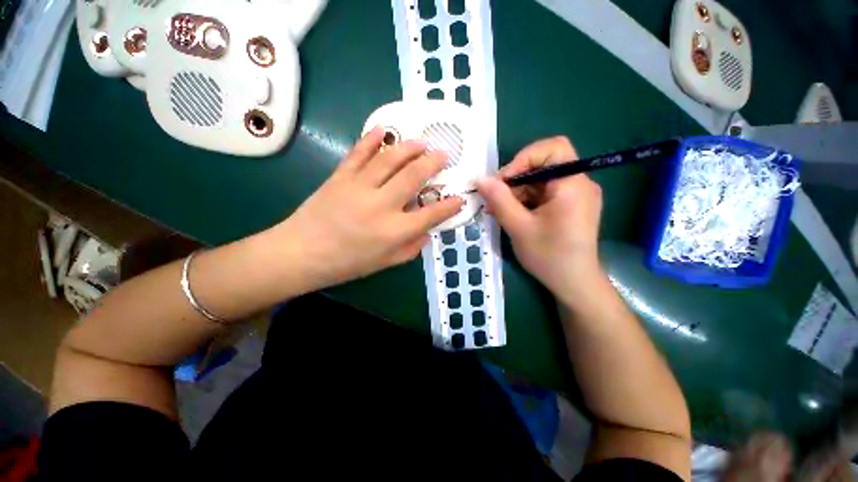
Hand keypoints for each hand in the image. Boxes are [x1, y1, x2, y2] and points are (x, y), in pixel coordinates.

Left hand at [275, 126, 463, 290]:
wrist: (301, 253)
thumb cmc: (347, 264)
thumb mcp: (385, 263)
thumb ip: (410, 248)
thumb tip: (426, 232)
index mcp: (394, 231)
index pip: (431, 215)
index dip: (449, 206)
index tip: (460, 197)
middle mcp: (381, 205)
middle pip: (413, 177)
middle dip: (433, 163)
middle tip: (444, 154)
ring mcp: (359, 187)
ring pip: (389, 159)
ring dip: (409, 147)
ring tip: (422, 141)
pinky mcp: (340, 177)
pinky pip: (358, 153)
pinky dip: (371, 139)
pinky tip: (383, 130)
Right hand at [476, 136, 602, 300]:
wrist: (574, 284)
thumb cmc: (549, 256)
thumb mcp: (519, 227)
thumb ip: (499, 200)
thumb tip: (480, 179)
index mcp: (572, 185)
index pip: (553, 148)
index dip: (523, 158)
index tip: (503, 181)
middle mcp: (579, 183)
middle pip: (544, 164)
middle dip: (516, 178)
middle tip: (495, 198)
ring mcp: (575, 195)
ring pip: (540, 179)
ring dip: (517, 191)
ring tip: (499, 210)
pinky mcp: (570, 205)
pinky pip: (544, 192)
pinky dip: (526, 199)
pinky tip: (512, 214)